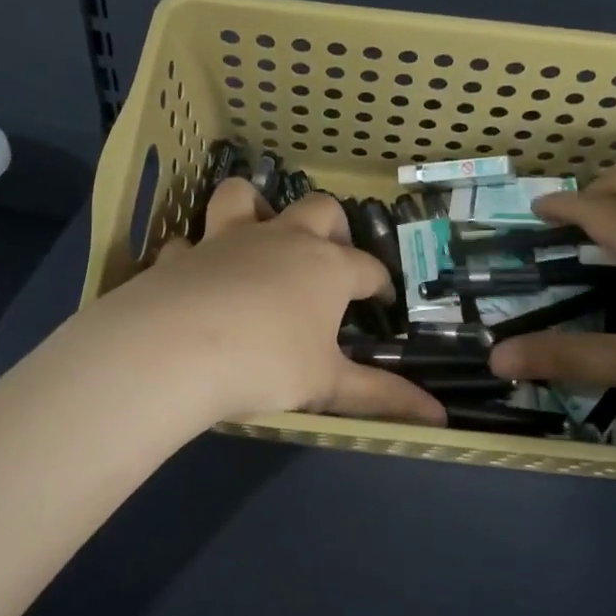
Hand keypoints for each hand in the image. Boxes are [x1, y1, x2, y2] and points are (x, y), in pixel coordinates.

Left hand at [91, 179, 447, 426]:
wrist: (176, 349)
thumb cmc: (267, 364)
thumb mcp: (328, 386)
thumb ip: (382, 398)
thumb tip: (439, 418)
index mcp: (326, 268)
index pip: (368, 267)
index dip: (380, 283)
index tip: (382, 300)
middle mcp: (282, 241)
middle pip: (318, 210)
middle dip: (332, 227)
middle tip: (330, 256)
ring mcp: (227, 240)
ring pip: (242, 197)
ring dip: (254, 207)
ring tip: (258, 231)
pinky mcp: (182, 255)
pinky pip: (187, 242)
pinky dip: (193, 253)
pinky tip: (192, 271)